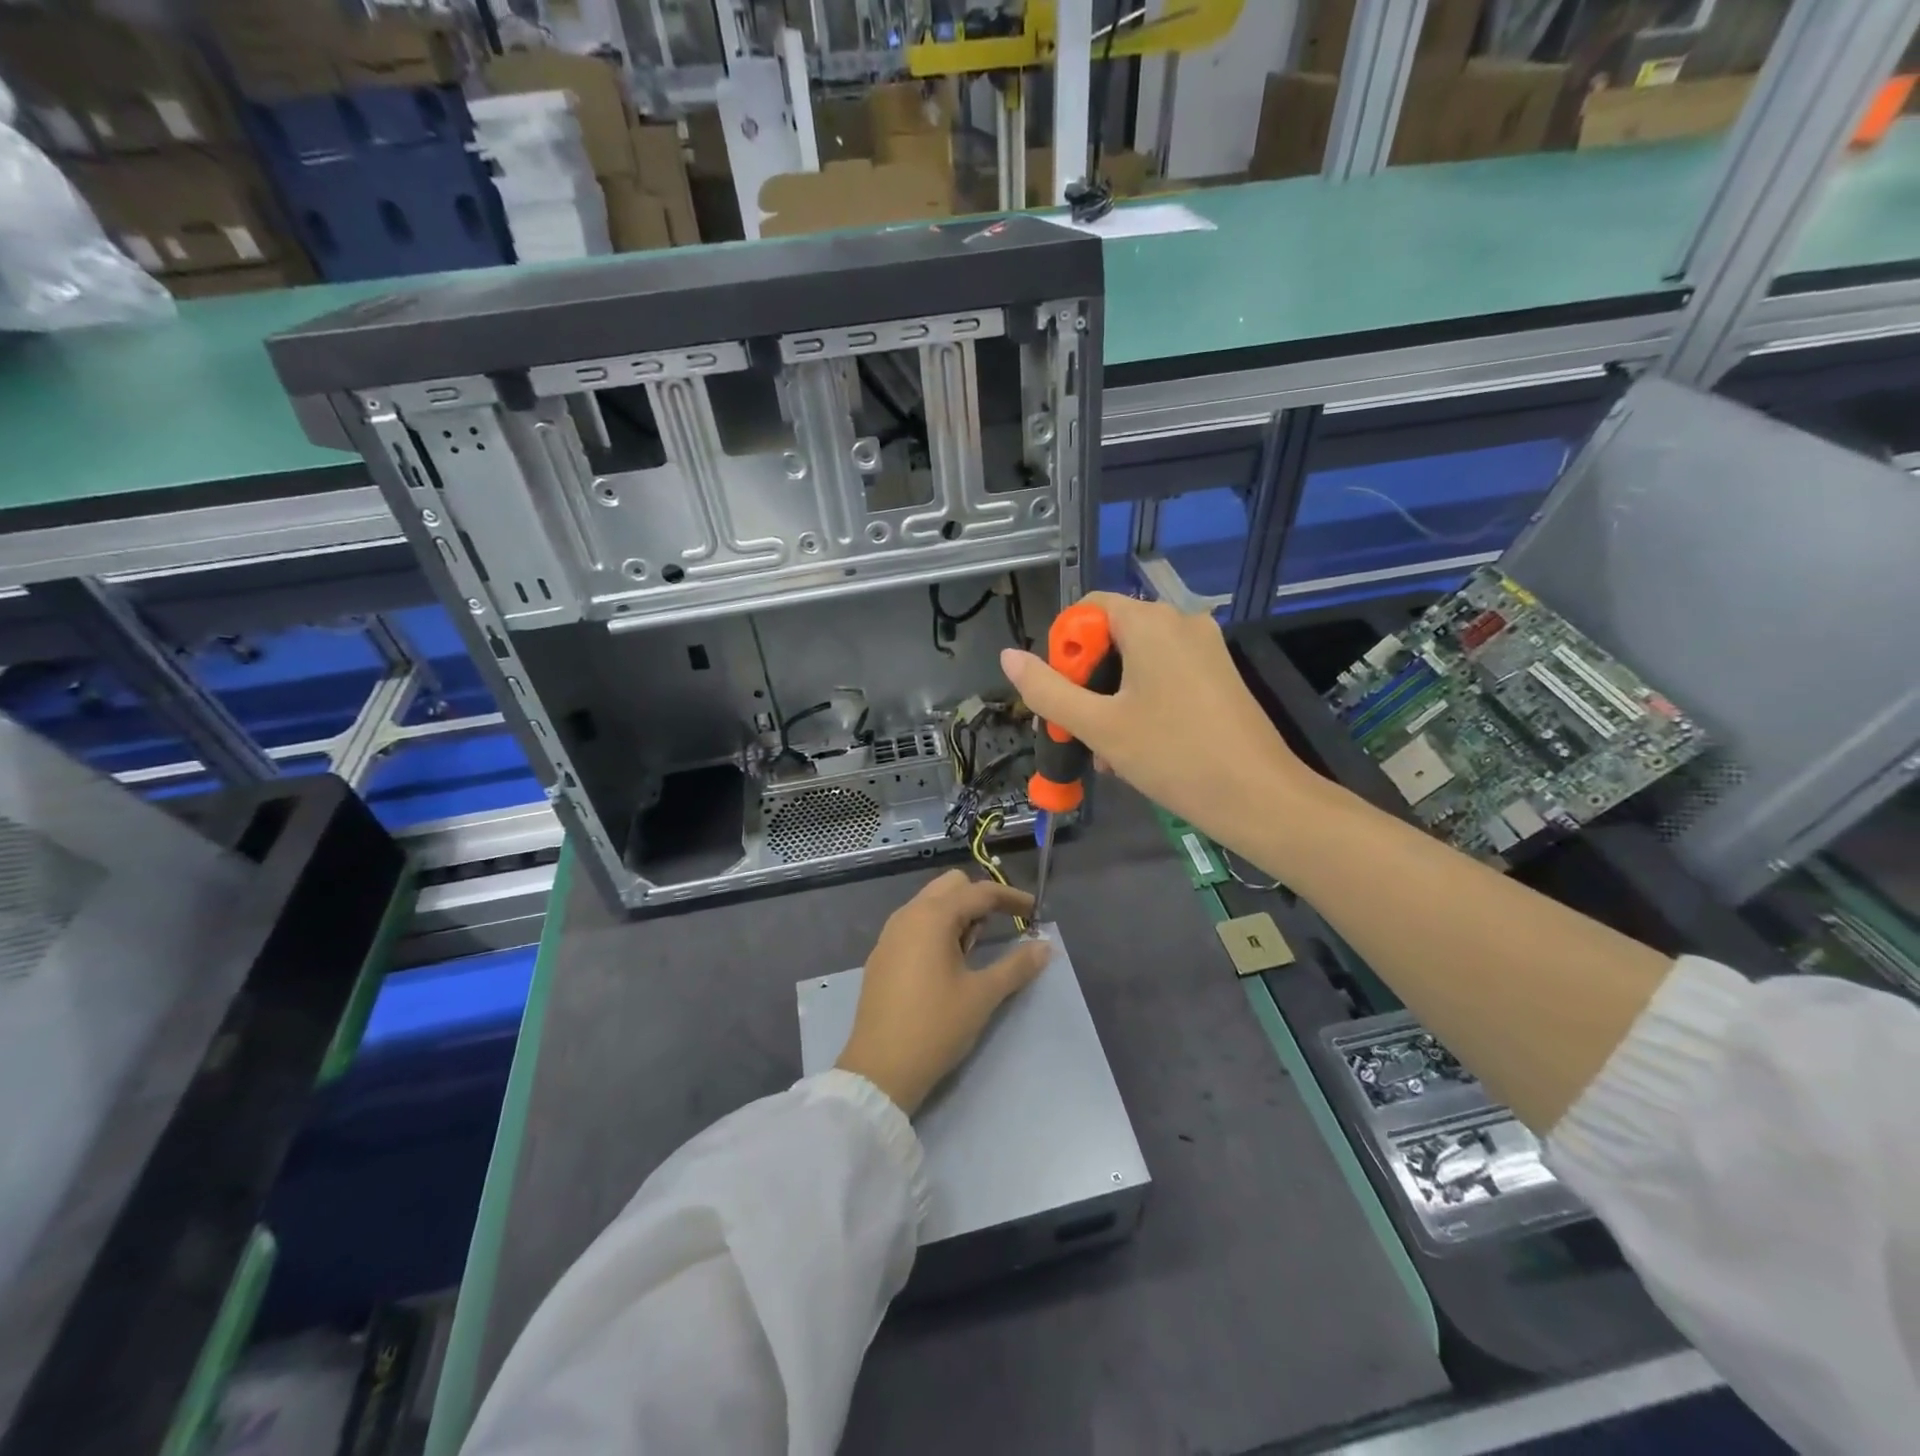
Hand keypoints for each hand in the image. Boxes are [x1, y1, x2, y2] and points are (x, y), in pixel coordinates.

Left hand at [835, 871, 1050, 1115]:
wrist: (880, 1069)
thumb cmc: (936, 1026)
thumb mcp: (983, 995)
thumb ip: (1017, 965)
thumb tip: (1046, 947)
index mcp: (932, 917)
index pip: (979, 891)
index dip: (1011, 897)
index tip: (1035, 911)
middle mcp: (908, 915)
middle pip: (951, 886)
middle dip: (980, 899)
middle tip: (1000, 928)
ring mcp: (890, 934)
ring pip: (930, 904)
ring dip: (958, 914)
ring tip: (975, 949)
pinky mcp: (882, 955)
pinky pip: (915, 924)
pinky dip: (937, 929)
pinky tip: (947, 963)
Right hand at [999, 592, 1316, 850]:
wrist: (1258, 797)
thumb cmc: (1173, 755)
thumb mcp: (1098, 725)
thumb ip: (1047, 690)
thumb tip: (1009, 656)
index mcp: (1151, 622)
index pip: (1088, 609)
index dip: (1064, 648)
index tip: (1061, 695)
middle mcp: (1181, 622)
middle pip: (1112, 636)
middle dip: (1087, 682)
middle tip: (1078, 730)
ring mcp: (1206, 649)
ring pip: (1137, 663)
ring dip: (1111, 700)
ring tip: (1105, 752)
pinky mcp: (1219, 675)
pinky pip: (1165, 677)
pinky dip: (1141, 704)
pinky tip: (1134, 749)